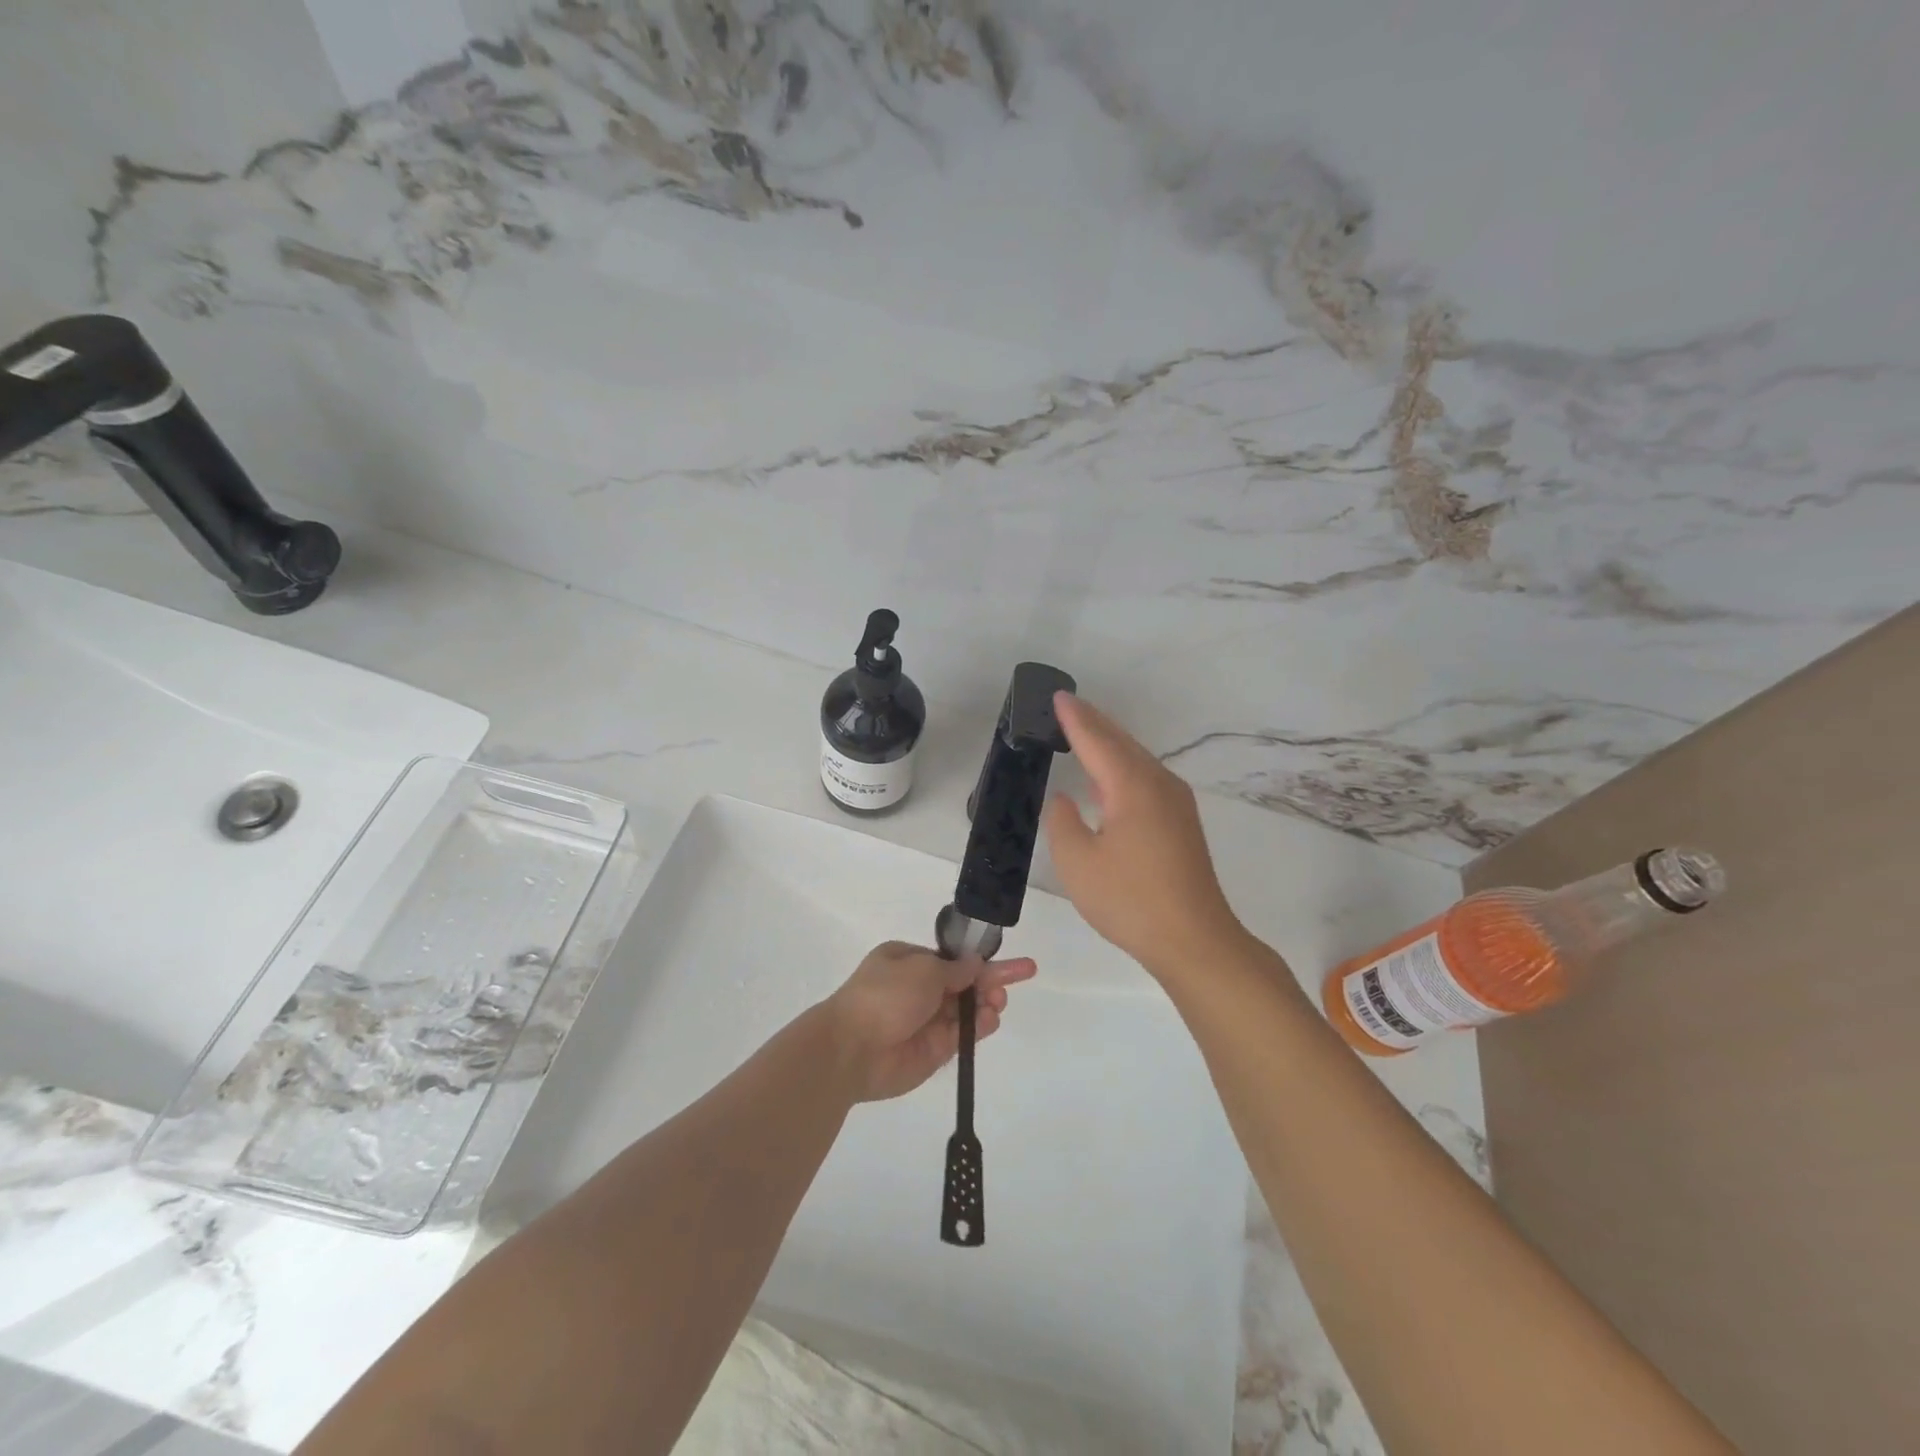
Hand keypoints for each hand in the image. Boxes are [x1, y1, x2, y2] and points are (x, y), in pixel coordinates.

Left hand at [823, 941, 1037, 1102]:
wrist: (852, 1049)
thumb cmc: (884, 995)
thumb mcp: (922, 968)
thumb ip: (954, 969)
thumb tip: (975, 964)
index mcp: (907, 960)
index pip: (951, 959)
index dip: (979, 959)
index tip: (1009, 961)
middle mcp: (917, 989)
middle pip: (963, 983)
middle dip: (989, 980)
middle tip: (1017, 978)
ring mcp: (926, 1021)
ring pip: (966, 1010)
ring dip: (987, 1002)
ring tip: (998, 1001)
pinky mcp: (933, 1050)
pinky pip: (962, 1035)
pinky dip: (980, 1027)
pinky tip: (992, 1018)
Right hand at [1044, 693, 1248, 979]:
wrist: (1194, 939)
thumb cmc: (1130, 900)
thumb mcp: (1078, 863)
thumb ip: (1063, 822)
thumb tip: (1065, 799)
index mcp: (1132, 786)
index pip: (1096, 740)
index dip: (1074, 718)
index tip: (1056, 697)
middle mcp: (1158, 784)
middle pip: (1121, 742)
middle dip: (1093, 723)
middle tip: (1066, 707)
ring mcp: (1176, 803)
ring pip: (1137, 759)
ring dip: (1109, 743)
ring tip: (1083, 733)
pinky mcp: (1181, 823)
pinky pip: (1146, 778)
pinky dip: (1122, 766)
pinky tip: (1109, 778)